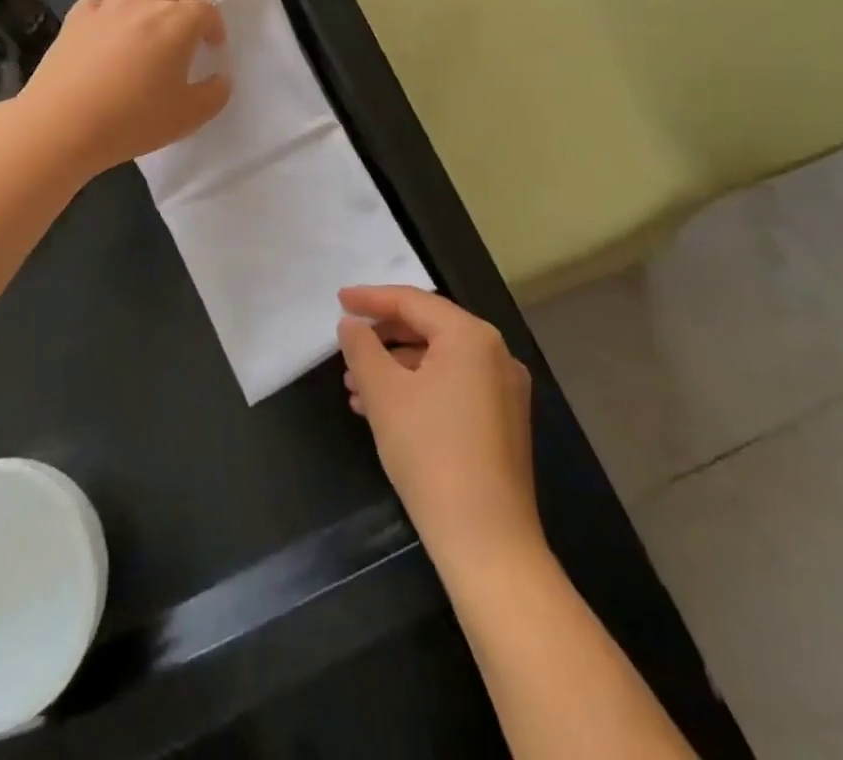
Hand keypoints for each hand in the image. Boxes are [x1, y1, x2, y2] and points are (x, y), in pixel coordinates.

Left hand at [19, 0, 229, 177]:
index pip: (205, 11)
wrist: (61, 125)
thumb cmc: (133, 120)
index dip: (214, 27)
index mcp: (176, 22)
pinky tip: (108, 39)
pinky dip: (111, 15)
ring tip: (146, 35)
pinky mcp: (73, 19)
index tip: (213, 48)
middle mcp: (142, 3)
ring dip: (148, 3)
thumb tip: (219, 79)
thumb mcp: (188, 117)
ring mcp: (104, 7)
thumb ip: (214, 95)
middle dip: (183, 0)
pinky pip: (100, 4)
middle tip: (183, 32)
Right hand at [339, 286, 542, 565]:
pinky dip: (417, 389)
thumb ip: (362, 347)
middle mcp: (496, 354)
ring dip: (395, 368)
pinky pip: (453, 387)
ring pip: (438, 361)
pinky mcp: (503, 423)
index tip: (338, 300)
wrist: (487, 543)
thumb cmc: (430, 453)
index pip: (413, 301)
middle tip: (346, 346)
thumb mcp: (384, 393)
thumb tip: (351, 324)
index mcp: (471, 336)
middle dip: (382, 338)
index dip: (371, 299)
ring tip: (354, 388)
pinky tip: (384, 411)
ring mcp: (504, 390)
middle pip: (428, 328)